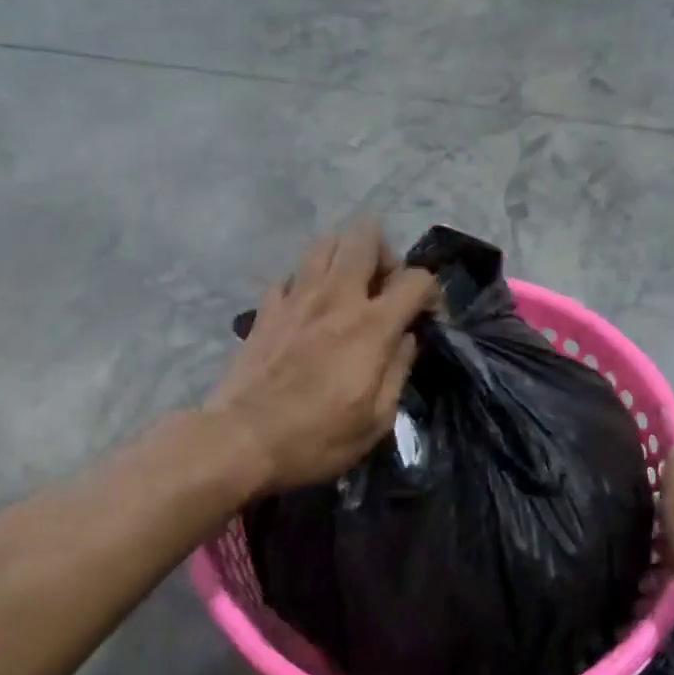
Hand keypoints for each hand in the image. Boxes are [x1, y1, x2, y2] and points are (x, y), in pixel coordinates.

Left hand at [207, 222, 439, 493]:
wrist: (242, 440)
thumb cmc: (317, 439)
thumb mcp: (376, 420)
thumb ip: (398, 370)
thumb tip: (406, 338)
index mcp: (370, 325)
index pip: (416, 279)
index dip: (431, 292)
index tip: (426, 316)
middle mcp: (335, 297)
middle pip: (364, 235)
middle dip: (384, 253)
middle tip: (383, 289)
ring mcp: (295, 297)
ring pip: (324, 243)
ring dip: (344, 257)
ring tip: (347, 290)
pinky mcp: (265, 308)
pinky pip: (290, 274)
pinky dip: (306, 282)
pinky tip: (308, 309)